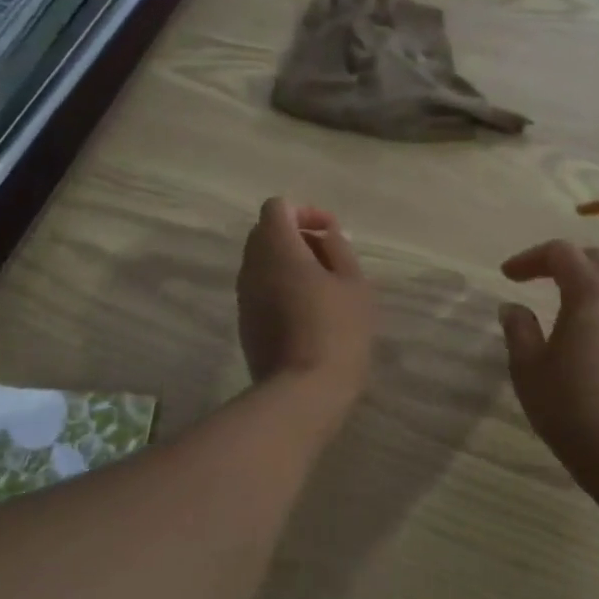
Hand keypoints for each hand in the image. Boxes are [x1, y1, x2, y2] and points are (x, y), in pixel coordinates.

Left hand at [238, 199, 375, 421]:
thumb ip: (338, 249)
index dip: (305, 211)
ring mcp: (244, 296)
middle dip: (297, 236)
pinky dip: (281, 286)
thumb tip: (325, 236)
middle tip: (329, 257)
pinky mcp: (245, 323)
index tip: (330, 232)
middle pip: (265, 233)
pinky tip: (308, 311)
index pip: (276, 207)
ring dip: (289, 263)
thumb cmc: (337, 330)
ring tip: (323, 286)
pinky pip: (260, 289)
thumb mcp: (354, 284)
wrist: (304, 392)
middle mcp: (251, 266)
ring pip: (261, 262)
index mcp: (277, 248)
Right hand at [498, 240, 598, 486]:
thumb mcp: (529, 369)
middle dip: (564, 264)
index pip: (560, 254)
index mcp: (590, 292)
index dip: (531, 258)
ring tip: (578, 302)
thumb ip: (519, 330)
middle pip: (596, 260)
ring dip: (598, 281)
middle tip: (538, 281)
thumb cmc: (571, 407)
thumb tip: (513, 307)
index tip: (508, 276)